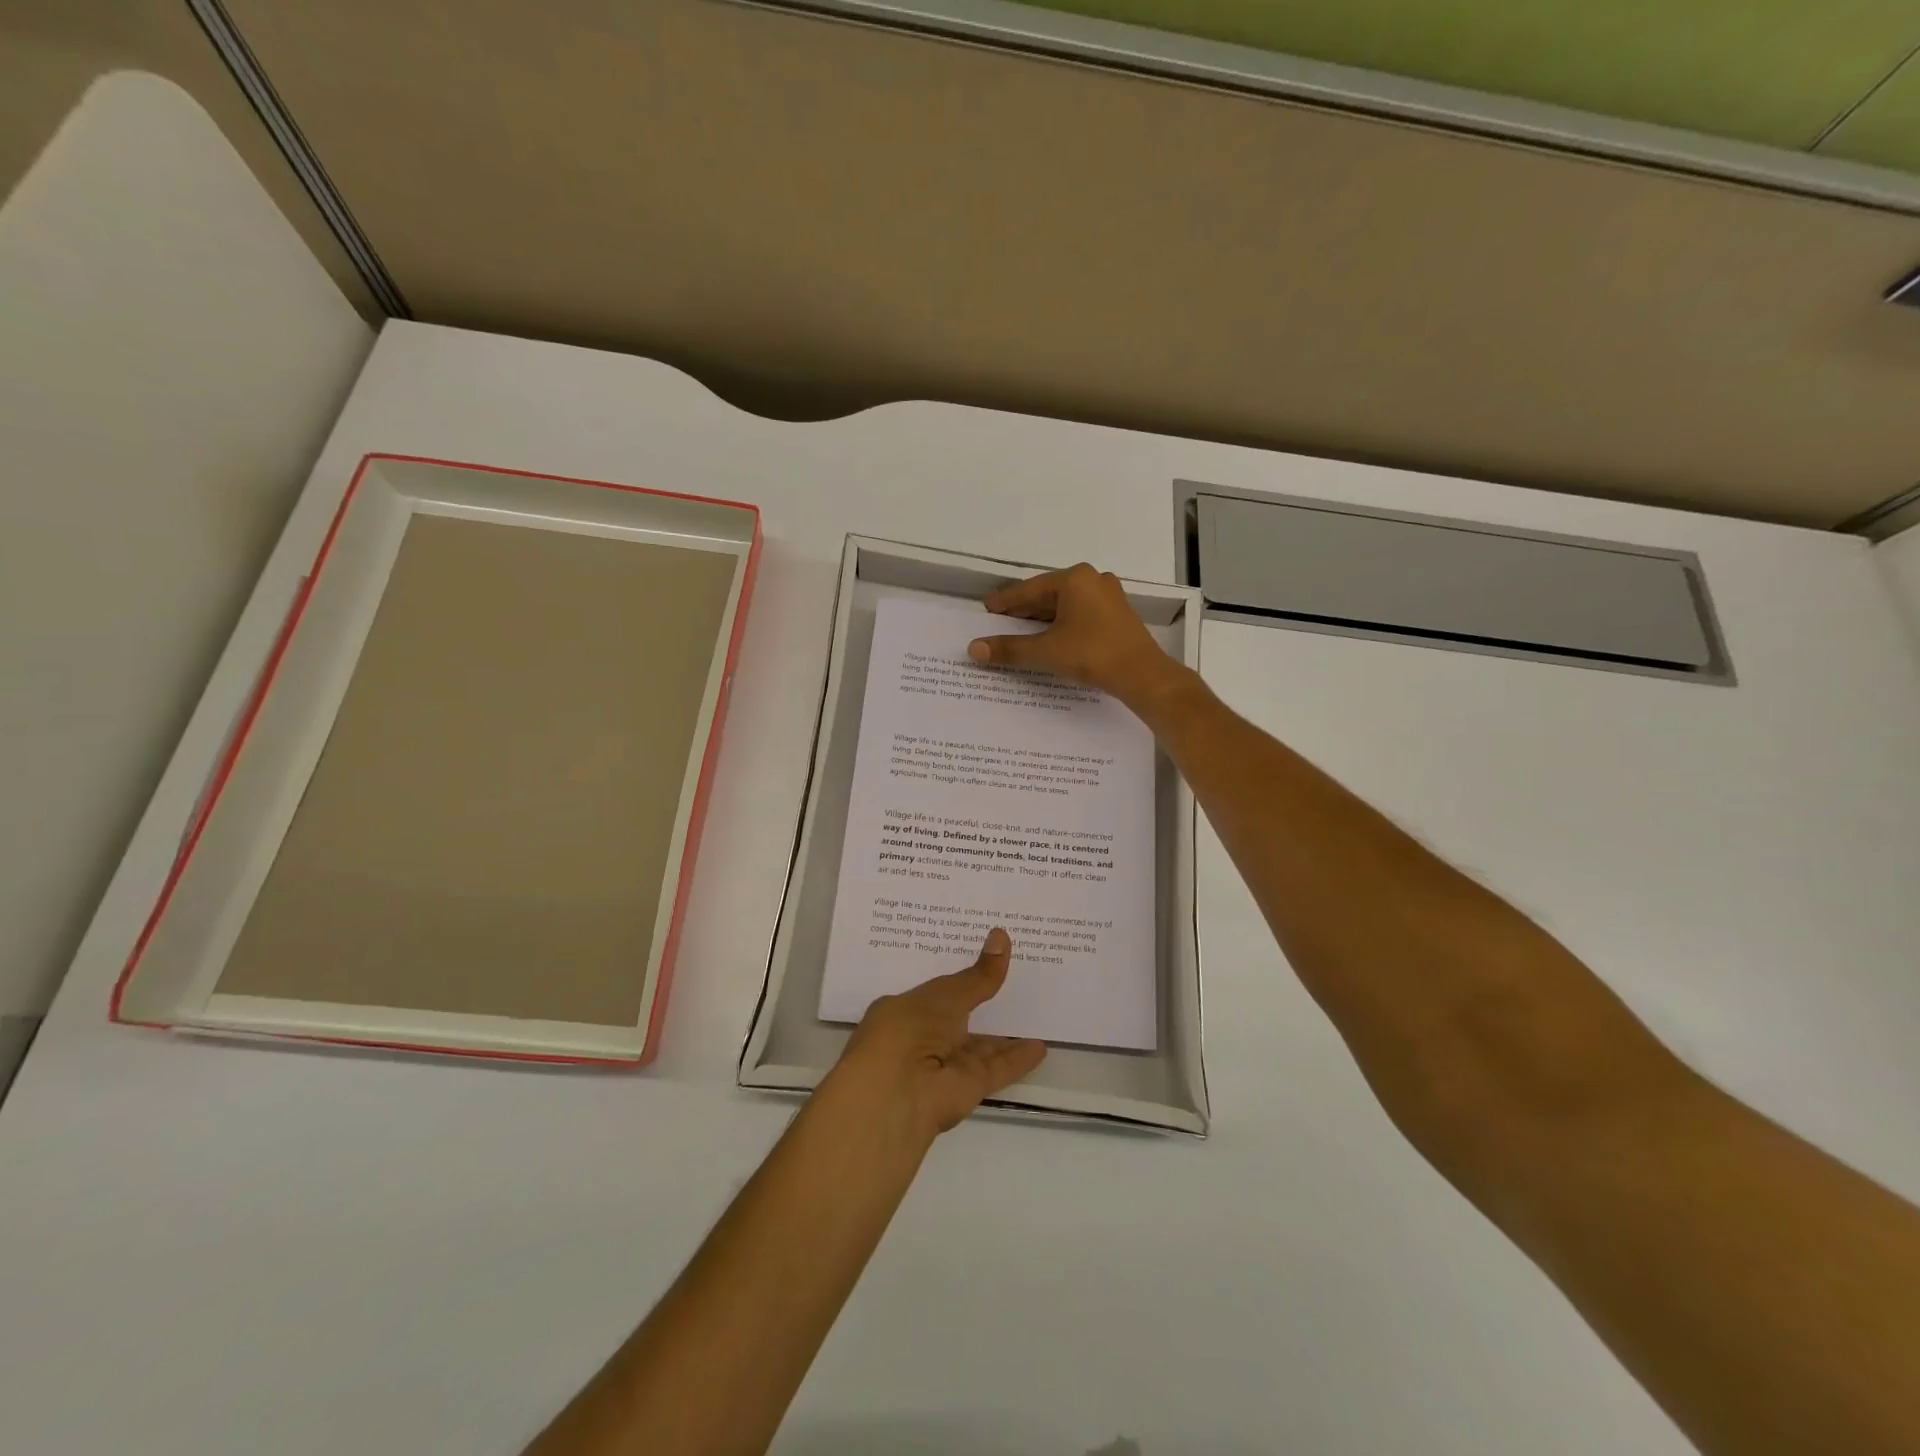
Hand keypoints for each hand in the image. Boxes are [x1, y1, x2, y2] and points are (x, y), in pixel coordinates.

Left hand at [825, 929, 1046, 1139]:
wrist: (896, 1094)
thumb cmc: (908, 1030)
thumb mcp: (945, 995)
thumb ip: (977, 976)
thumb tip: (1001, 935)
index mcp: (905, 1011)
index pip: (936, 991)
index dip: (959, 978)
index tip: (982, 962)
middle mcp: (923, 1038)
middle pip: (960, 1019)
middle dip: (982, 1004)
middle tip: (1016, 980)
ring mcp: (945, 1065)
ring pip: (979, 1046)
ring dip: (1003, 1036)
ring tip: (1034, 1014)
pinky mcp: (967, 1088)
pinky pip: (996, 1068)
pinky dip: (1017, 1059)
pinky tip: (1040, 1047)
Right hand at [967, 563, 1180, 708]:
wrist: (1142, 674)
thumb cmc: (1092, 654)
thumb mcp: (1046, 651)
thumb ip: (1009, 649)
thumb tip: (974, 649)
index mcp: (1074, 579)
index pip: (1030, 589)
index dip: (1006, 601)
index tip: (988, 608)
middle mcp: (1093, 580)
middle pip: (1048, 594)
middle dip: (1024, 609)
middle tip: (1001, 620)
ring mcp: (1109, 597)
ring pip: (1066, 605)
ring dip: (1043, 618)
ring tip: (1021, 631)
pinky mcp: (1118, 615)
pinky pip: (1081, 614)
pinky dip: (1062, 624)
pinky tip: (1052, 638)